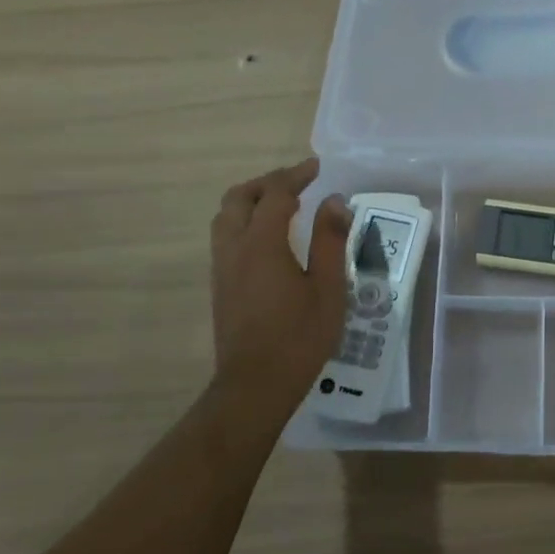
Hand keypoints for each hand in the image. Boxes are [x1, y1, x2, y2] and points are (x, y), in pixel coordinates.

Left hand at [209, 158, 350, 429]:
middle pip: (239, 199)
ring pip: (226, 218)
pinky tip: (269, 239)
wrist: (255, 386)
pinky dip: (245, 222)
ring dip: (251, 202)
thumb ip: (330, 240)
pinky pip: (226, 238)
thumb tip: (334, 201)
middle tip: (296, 183)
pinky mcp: (220, 286)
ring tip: (282, 206)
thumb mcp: (328, 288)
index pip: (275, 194)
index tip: (317, 168)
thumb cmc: (299, 337)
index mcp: (262, 244)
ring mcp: (222, 268)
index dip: (296, 176)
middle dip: (267, 183)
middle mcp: (234, 249)